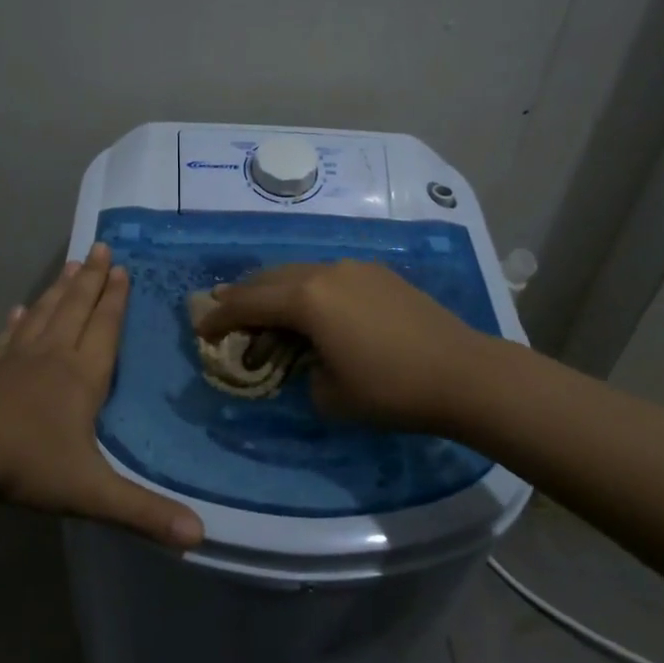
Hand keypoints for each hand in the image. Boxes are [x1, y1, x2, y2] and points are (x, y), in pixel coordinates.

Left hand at [0, 243, 203, 548]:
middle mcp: (52, 357)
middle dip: (92, 280)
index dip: (115, 299)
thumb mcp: (92, 492)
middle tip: (100, 248)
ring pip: (44, 314)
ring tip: (71, 265)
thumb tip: (200, 536)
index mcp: (82, 376)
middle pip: (76, 309)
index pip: (105, 328)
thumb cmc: (29, 464)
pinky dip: (17, 321)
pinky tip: (17, 310)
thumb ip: (144, 512)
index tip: (122, 268)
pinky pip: (8, 338)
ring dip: (60, 289)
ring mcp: (15, 360)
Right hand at [193, 261, 484, 432]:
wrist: (463, 373)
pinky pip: (329, 276)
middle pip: (270, 278)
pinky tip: (311, 306)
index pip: (249, 302)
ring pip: (301, 272)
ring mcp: (356, 268)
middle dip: (243, 294)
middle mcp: (326, 272)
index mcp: (307, 299)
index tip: (200, 329)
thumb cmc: (390, 390)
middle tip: (221, 308)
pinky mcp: (380, 274)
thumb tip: (306, 359)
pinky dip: (308, 289)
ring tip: (262, 305)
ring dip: (276, 289)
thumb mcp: (329, 395)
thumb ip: (302, 370)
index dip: (220, 317)